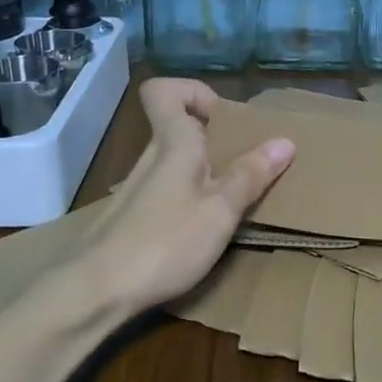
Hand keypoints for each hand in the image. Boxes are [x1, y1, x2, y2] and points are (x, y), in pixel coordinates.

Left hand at [83, 78, 293, 310]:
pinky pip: (167, 190)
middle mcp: (151, 157)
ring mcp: (137, 188)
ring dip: (205, 172)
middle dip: (215, 140)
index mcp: (173, 142)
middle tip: (246, 166)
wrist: (96, 291)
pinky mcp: (132, 217)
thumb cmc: (165, 242)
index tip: (225, 120)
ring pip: (175, 162)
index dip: (194, 92)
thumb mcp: (220, 211)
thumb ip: (250, 175)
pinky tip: (203, 231)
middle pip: (178, 127)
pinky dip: (189, 198)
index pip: (164, 90)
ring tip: (233, 202)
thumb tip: (285, 140)